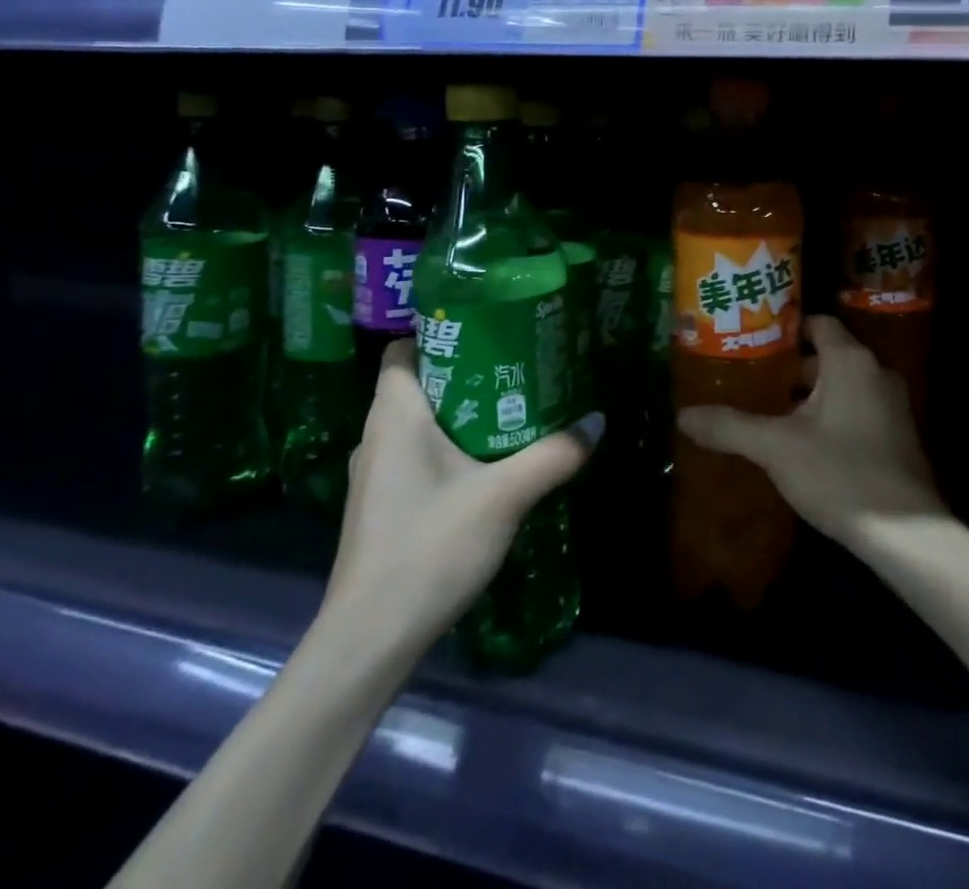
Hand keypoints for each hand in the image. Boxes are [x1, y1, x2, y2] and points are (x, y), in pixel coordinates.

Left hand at [320, 338, 602, 651]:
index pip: (403, 349)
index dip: (440, 333)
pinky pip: (417, 454)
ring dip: (460, 411)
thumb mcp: (504, 497)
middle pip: (419, 382)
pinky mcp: (382, 505)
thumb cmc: (429, 548)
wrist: (370, 640)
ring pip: (419, 422)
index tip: (487, 329)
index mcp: (394, 415)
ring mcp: (375, 474)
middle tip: (517, 365)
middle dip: (466, 371)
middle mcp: (377, 436)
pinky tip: (487, 463)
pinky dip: (449, 446)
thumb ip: (554, 455)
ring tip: (512, 407)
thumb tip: (597, 420)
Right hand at [675, 315, 946, 551]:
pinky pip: (855, 410)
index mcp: (851, 361)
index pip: (817, 323)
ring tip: (767, 411)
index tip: (751, 340)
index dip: (784, 328)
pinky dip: (828, 416)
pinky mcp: (897, 437)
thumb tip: (683, 415)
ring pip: (841, 387)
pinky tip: (801, 444)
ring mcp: (891, 406)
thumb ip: (730, 426)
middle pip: (826, 356)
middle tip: (749, 379)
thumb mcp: (776, 448)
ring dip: (807, 396)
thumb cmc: (840, 473)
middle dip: (788, 368)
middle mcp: (876, 373)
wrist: (907, 536)